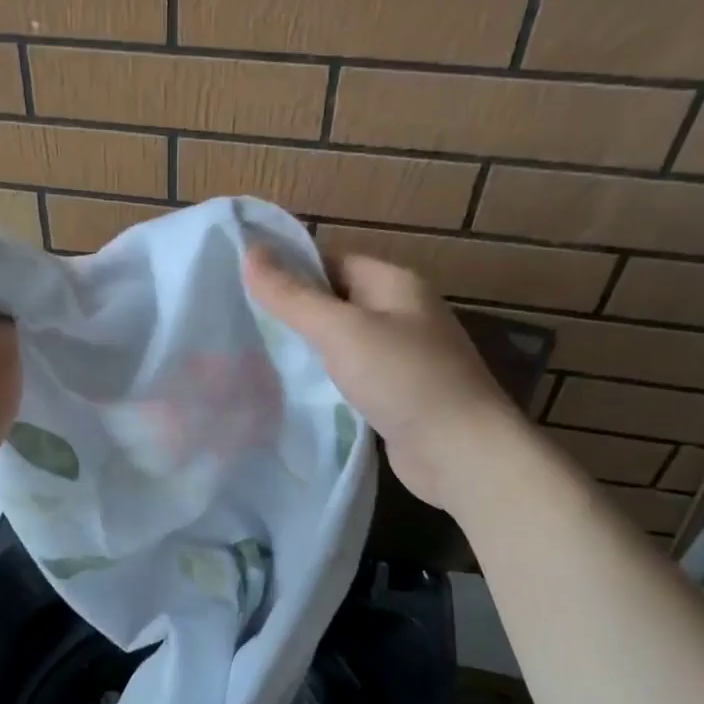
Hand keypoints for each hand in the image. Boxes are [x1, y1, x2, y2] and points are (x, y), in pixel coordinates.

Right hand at [246, 247, 508, 508]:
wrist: (460, 452)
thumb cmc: (402, 378)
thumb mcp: (340, 330)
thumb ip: (292, 295)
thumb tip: (248, 251)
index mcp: (394, 283)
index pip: (332, 261)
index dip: (290, 271)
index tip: (244, 288)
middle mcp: (402, 313)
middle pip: (336, 302)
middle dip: (294, 313)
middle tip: (243, 325)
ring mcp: (403, 356)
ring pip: (343, 342)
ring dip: (308, 350)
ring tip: (256, 357)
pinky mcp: (398, 394)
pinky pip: (352, 376)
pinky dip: (325, 381)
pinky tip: (292, 392)